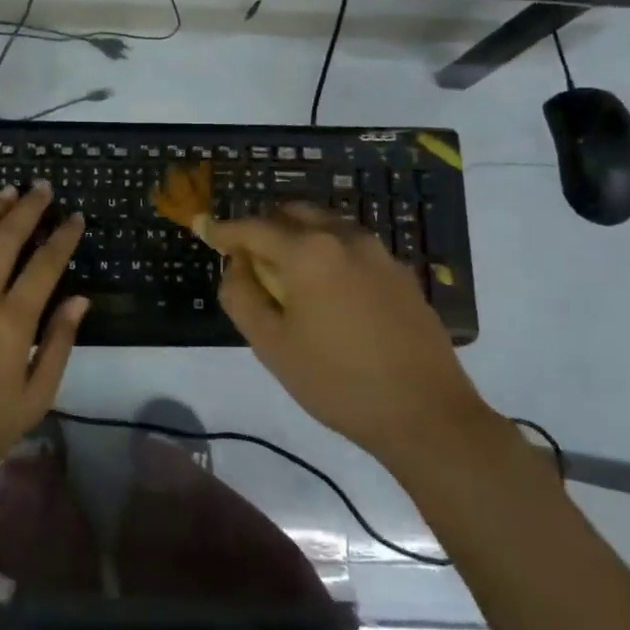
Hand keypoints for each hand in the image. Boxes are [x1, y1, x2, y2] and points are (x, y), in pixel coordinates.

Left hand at [0, 182, 87, 480]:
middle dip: (28, 208)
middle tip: (43, 187)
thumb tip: (80, 299)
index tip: (75, 217)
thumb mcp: (36, 397)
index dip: (63, 237)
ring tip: (10, 190)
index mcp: (12, 323)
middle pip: (6, 239)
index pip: (44, 265)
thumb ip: (59, 344)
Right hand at [209, 205, 490, 464]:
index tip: (203, 229)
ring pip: (326, 226)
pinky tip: (328, 291)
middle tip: (248, 258)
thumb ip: (242, 296)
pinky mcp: (401, 273)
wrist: (427, 414)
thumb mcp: (272, 345)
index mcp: (309, 251)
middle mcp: (345, 237)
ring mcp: (379, 253)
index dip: (223, 230)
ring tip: (287, 275)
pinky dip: (328, 253)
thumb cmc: (337, 382)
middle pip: (292, 214)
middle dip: (264, 228)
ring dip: (298, 237)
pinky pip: (352, 247)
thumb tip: (236, 265)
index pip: (253, 227)